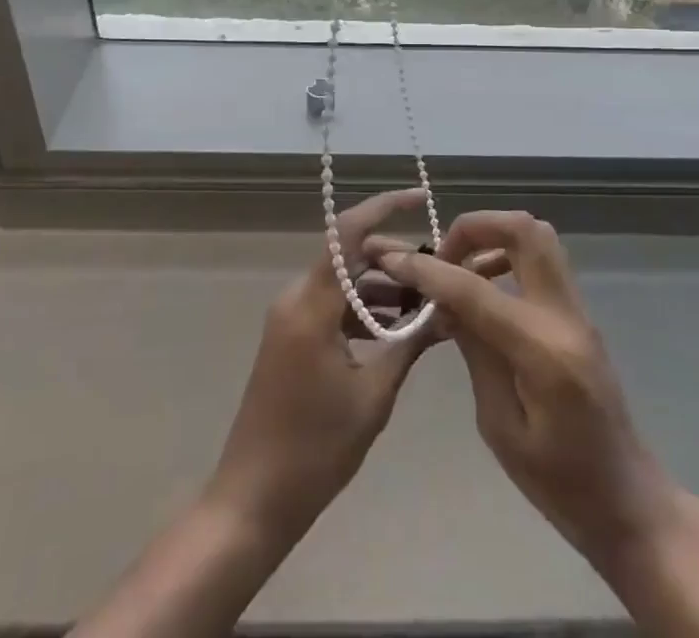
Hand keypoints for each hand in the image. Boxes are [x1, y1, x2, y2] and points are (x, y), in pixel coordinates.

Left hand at [204, 187, 447, 537]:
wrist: (252, 501)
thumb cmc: (314, 450)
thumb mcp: (373, 397)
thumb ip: (409, 345)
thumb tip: (446, 312)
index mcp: (311, 305)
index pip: (347, 234)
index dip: (384, 207)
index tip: (420, 197)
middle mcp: (296, 299)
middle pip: (348, 255)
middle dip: (393, 257)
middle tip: (436, 274)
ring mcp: (290, 318)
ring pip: (342, 281)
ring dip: (381, 287)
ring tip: (426, 305)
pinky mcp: (291, 337)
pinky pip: (332, 305)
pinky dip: (363, 310)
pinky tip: (396, 331)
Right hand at [377, 211, 683, 576]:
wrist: (627, 500)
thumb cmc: (559, 483)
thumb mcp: (499, 426)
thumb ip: (474, 352)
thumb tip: (442, 301)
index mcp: (542, 350)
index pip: (475, 289)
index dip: (430, 270)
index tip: (395, 259)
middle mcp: (564, 315)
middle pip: (523, 230)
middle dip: (474, 228)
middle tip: (442, 255)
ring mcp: (577, 309)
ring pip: (537, 236)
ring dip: (493, 236)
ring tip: (460, 268)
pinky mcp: (579, 313)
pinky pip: (543, 260)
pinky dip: (508, 255)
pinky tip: (485, 288)